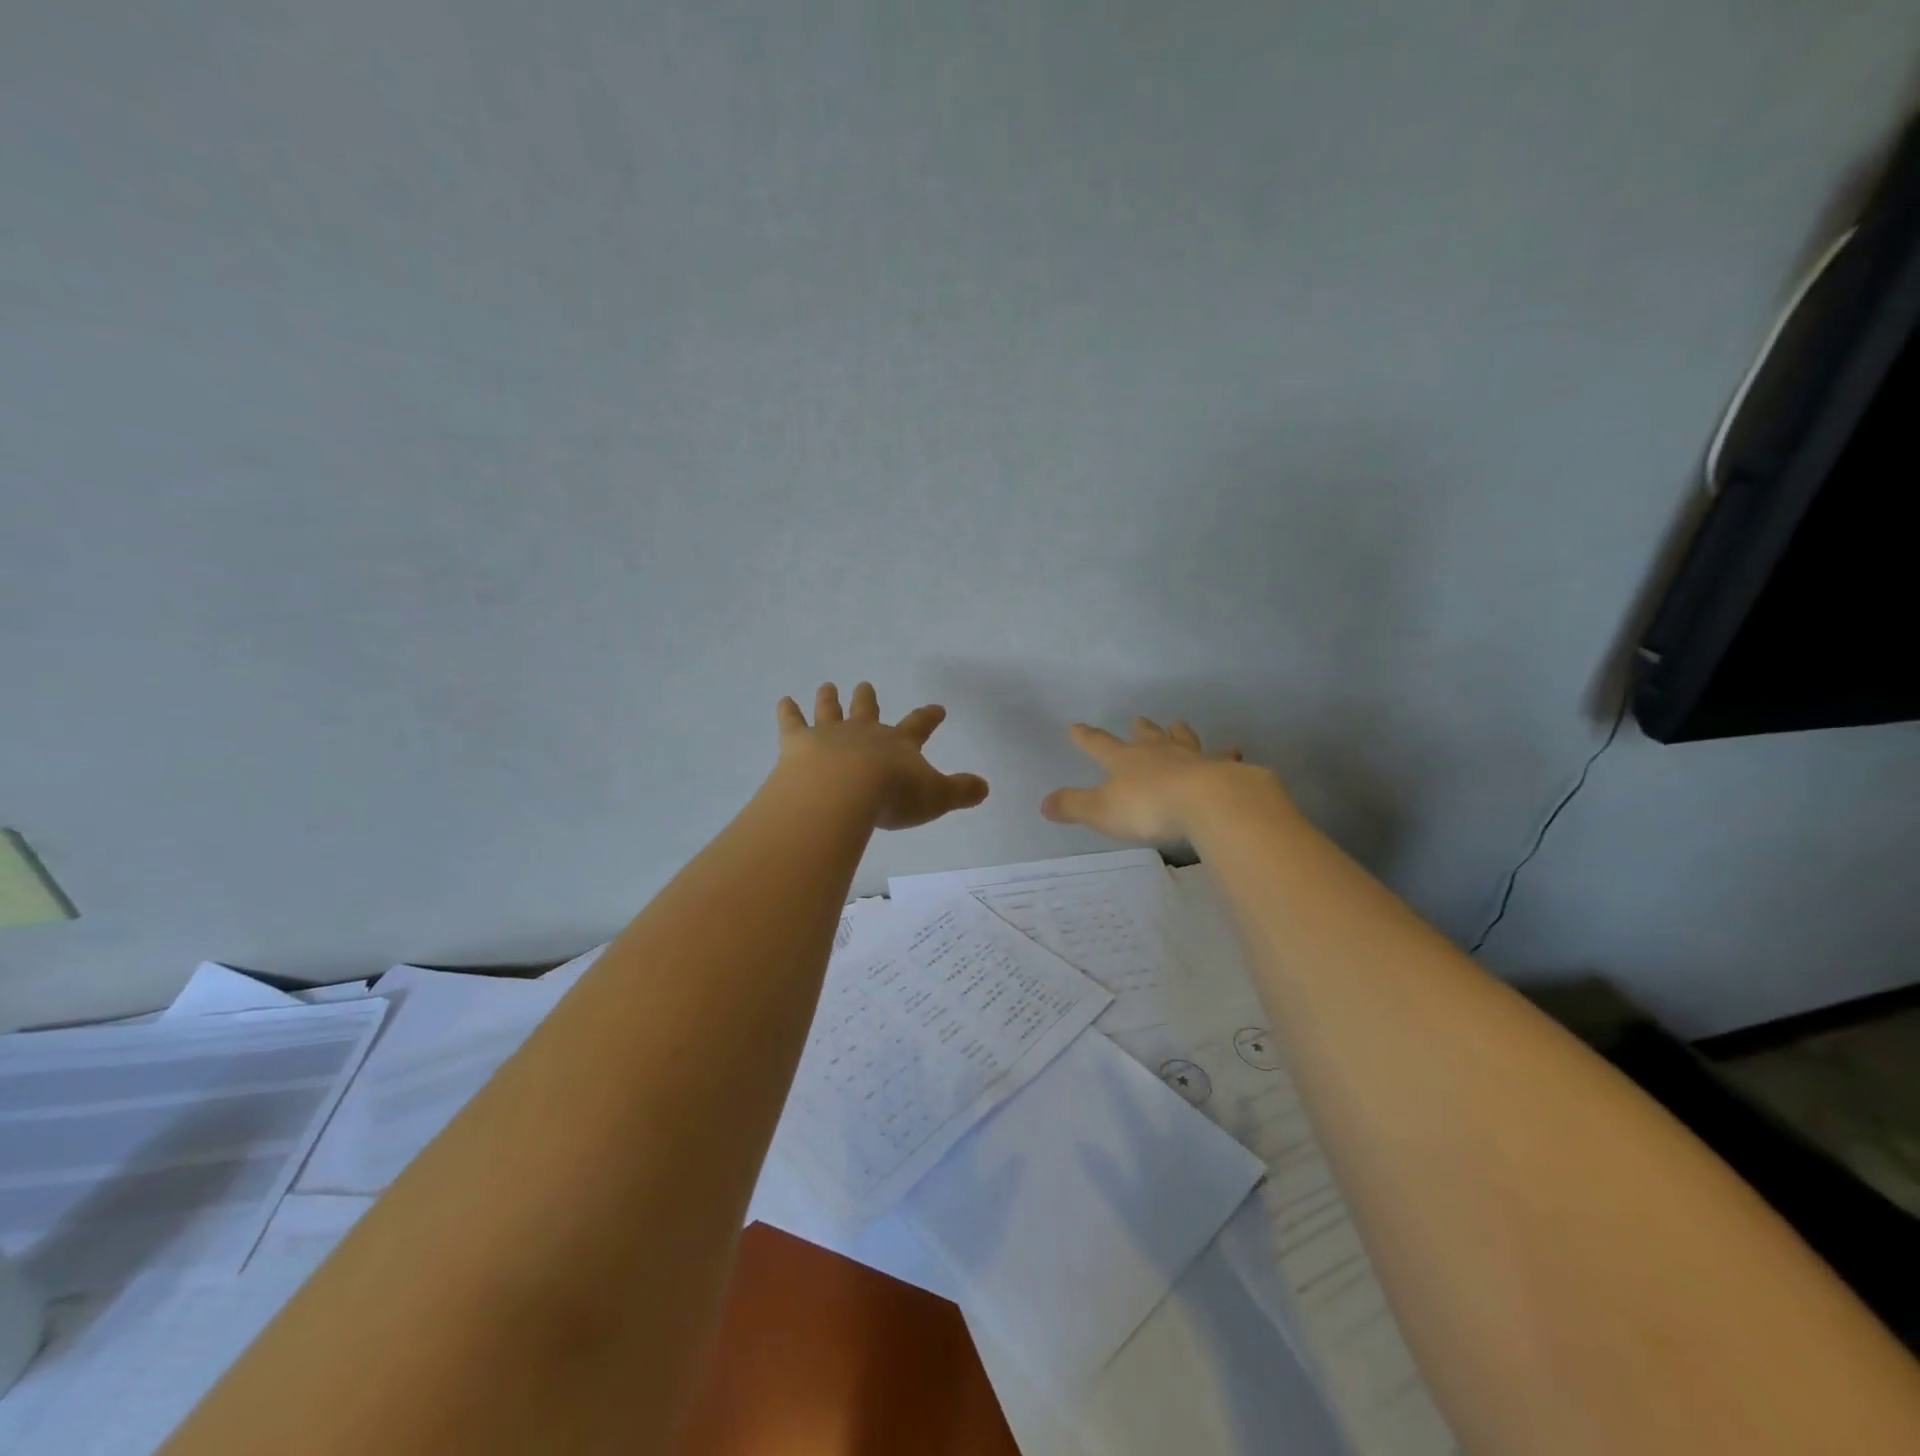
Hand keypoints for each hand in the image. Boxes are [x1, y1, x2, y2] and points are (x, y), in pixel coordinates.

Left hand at [776, 682, 989, 830]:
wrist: (843, 792)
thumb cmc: (893, 796)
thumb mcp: (936, 797)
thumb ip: (961, 792)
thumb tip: (985, 787)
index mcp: (898, 744)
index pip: (918, 726)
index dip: (929, 717)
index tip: (937, 708)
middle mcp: (865, 732)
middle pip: (867, 710)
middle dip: (868, 699)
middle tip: (865, 685)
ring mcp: (830, 734)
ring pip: (831, 710)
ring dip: (830, 698)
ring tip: (828, 686)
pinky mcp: (798, 743)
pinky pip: (792, 722)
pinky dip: (787, 711)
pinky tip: (783, 700)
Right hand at [1041, 717, 1262, 841]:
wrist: (1207, 803)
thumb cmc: (1148, 808)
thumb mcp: (1101, 810)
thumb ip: (1073, 806)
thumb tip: (1043, 803)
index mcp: (1125, 761)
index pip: (1099, 745)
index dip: (1086, 737)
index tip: (1076, 726)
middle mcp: (1157, 752)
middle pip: (1146, 736)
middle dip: (1139, 729)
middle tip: (1138, 719)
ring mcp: (1192, 758)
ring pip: (1183, 739)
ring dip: (1179, 732)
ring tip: (1178, 723)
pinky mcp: (1223, 770)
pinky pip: (1224, 758)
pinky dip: (1227, 754)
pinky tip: (1235, 751)